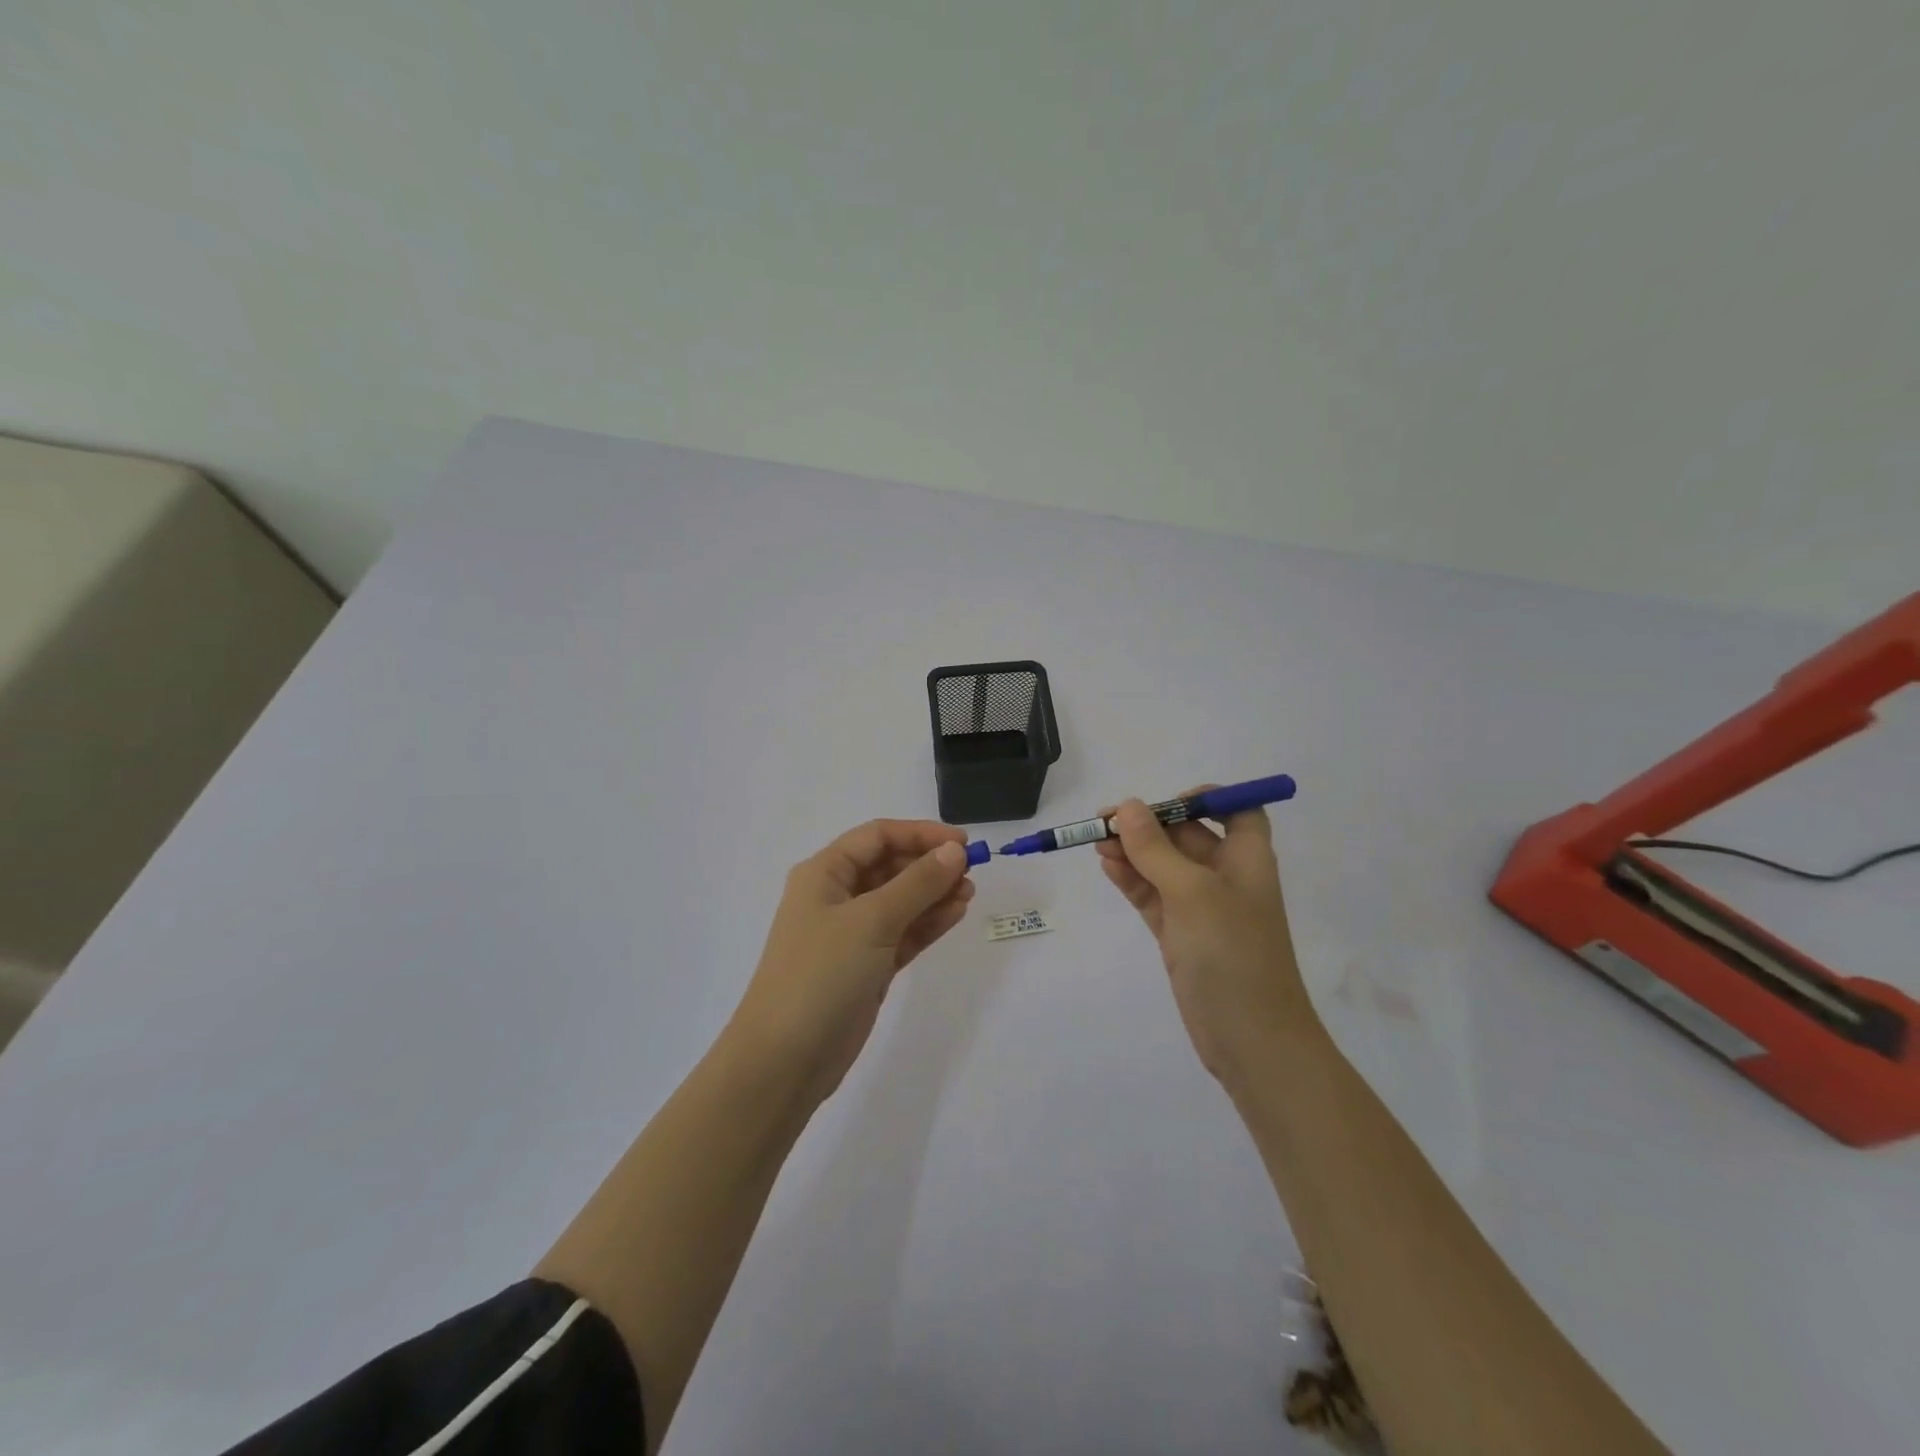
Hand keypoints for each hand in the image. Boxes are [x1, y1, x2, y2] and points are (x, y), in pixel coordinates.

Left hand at [728, 820, 976, 1104]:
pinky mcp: (867, 966)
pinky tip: (956, 914)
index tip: (962, 843)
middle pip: (889, 866)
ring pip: (900, 901)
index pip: (877, 836)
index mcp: (824, 873)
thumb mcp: (871, 920)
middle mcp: (836, 896)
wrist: (785, 1059)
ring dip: (934, 893)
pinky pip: (903, 933)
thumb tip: (954, 852)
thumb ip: (917, 883)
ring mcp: (852, 934)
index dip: (920, 834)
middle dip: (929, 864)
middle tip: (972, 871)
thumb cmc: (821, 974)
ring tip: (970, 892)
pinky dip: (928, 923)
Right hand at [1096, 791, 1314, 1083]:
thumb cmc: (1232, 953)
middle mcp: (1225, 877)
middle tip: (1104, 822)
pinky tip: (1107, 866)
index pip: (1235, 811)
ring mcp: (1200, 908)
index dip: (1205, 799)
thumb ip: (1156, 849)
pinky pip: (1152, 895)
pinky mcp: (1180, 935)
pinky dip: (1131, 880)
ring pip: (1163, 866)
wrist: (1252, 1039)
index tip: (1164, 804)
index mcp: (1246, 858)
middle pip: (1186, 835)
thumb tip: (1127, 807)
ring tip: (1095, 842)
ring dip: (1133, 851)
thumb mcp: (1192, 892)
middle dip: (1148, 825)